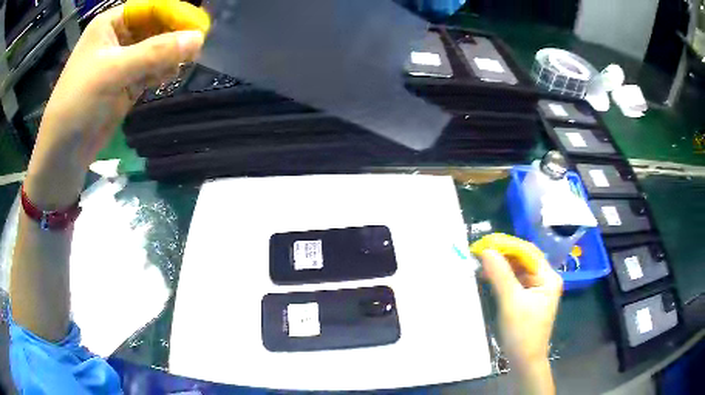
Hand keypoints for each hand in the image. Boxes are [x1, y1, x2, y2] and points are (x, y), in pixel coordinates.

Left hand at [25, 2, 207, 208]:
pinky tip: (170, 77)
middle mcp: (119, 37)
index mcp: (111, 23)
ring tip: (182, 65)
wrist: (64, 152)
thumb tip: (198, 39)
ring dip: (170, 55)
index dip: (175, 14)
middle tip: (195, 49)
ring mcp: (123, 61)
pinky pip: (153, 69)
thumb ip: (155, 53)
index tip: (199, 28)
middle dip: (174, 36)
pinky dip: (163, 71)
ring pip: (157, 49)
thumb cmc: (79, 102)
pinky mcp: (127, 83)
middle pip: (157, 26)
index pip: (152, 8)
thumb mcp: (114, 72)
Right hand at [472, 234, 561, 393]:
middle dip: (503, 255)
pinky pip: (515, 282)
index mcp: (548, 277)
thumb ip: (500, 275)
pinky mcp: (528, 299)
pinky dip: (502, 278)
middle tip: (480, 253)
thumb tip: (486, 251)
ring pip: (518, 270)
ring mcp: (537, 289)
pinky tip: (488, 277)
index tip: (485, 243)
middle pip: (523, 260)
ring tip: (481, 264)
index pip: (528, 253)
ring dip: (501, 267)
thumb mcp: (511, 302)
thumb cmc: (522, 333)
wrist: (525, 361)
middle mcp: (545, 279)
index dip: (507, 246)